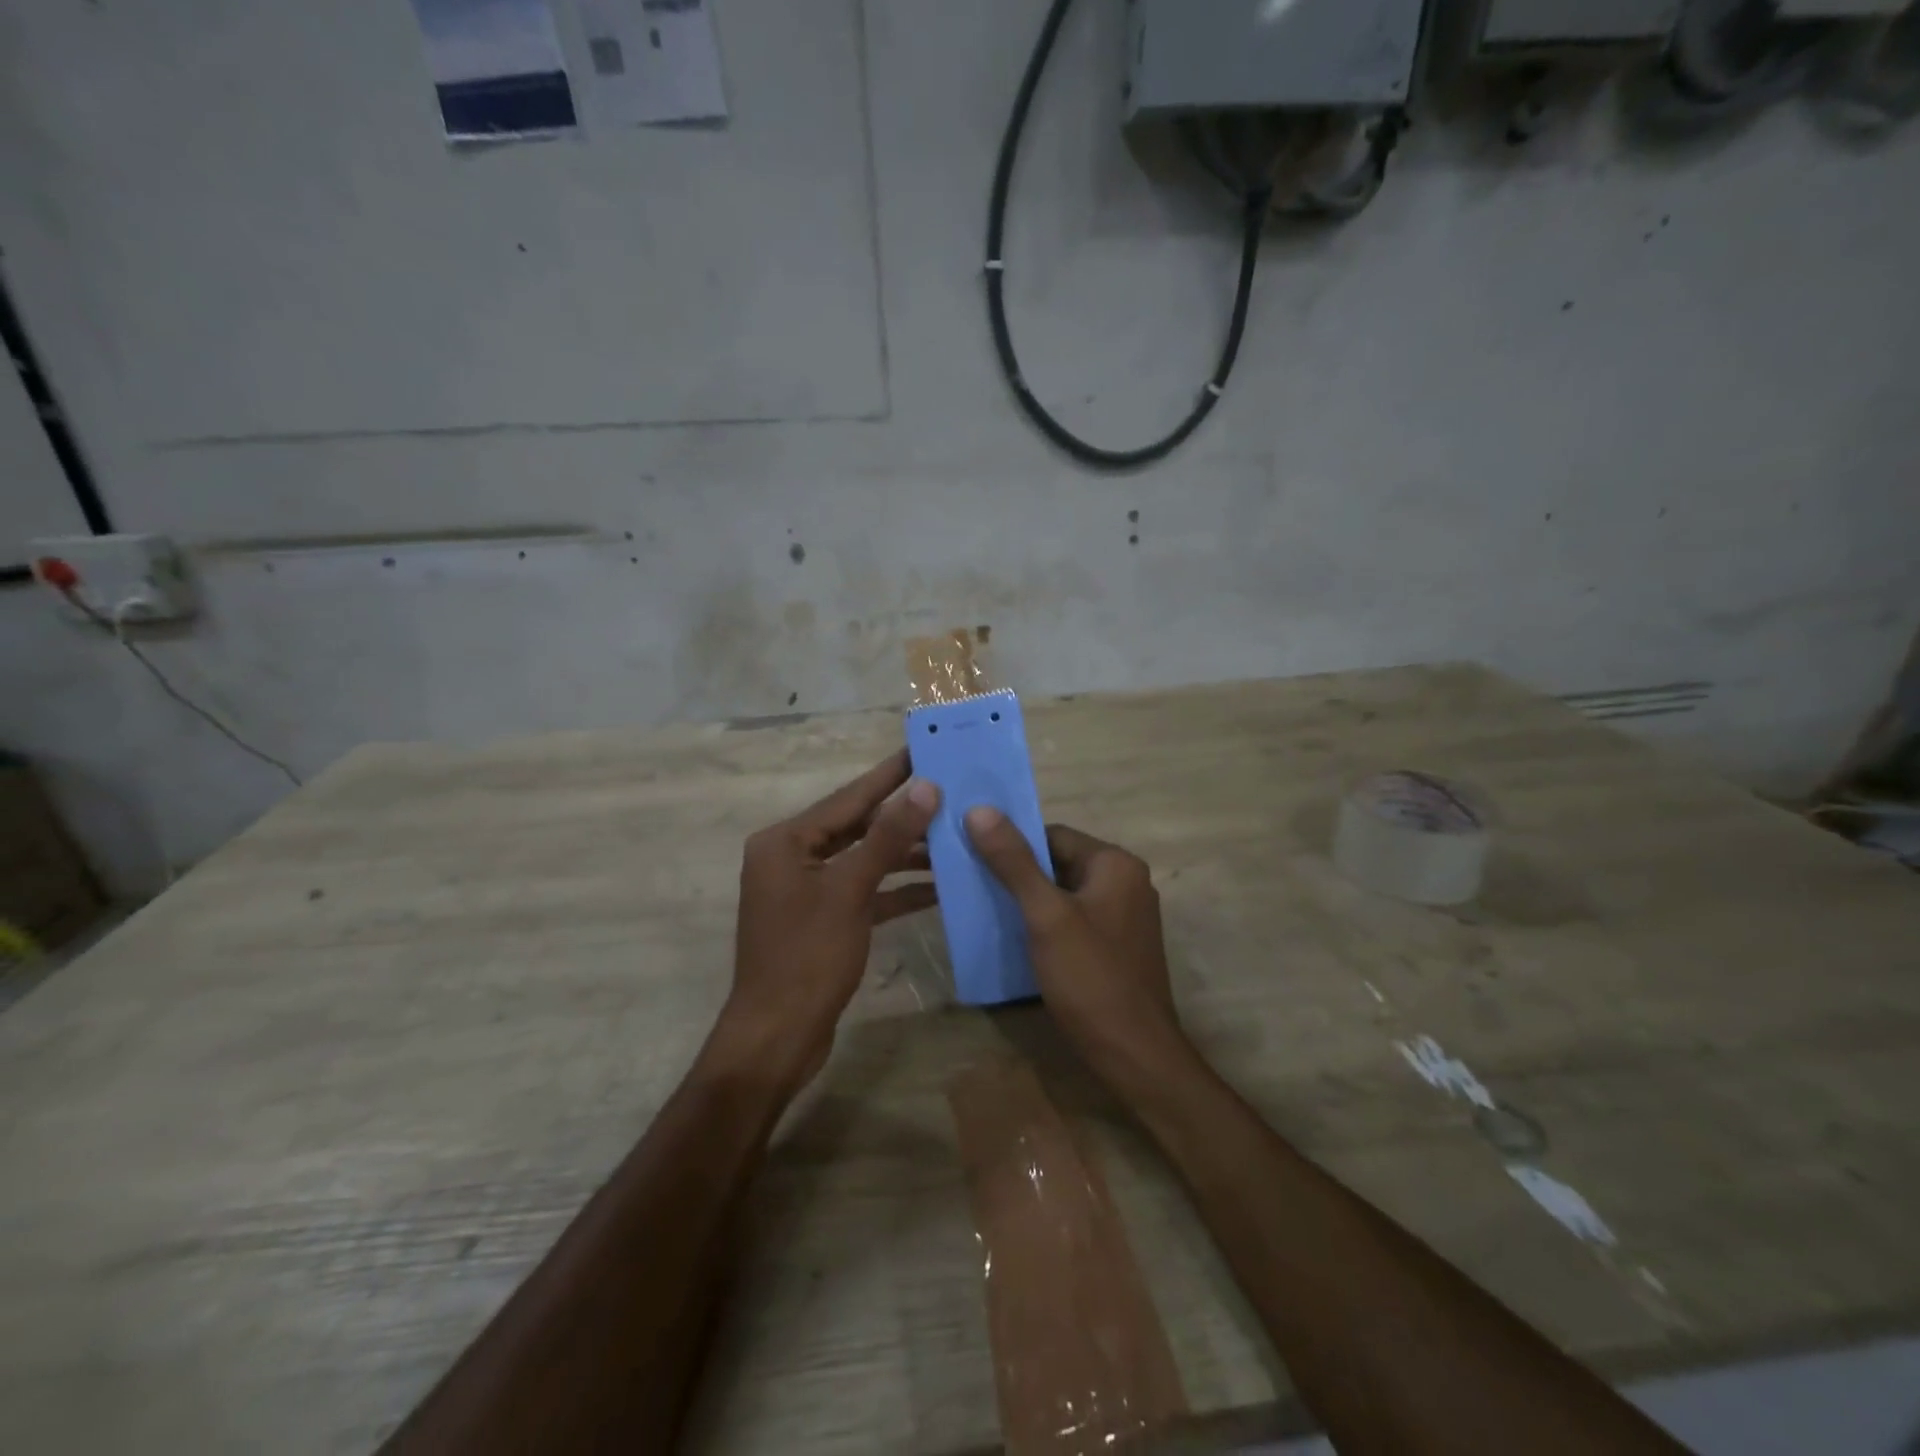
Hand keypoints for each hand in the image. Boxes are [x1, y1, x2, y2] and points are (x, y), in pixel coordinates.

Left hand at [715, 750, 940, 1094]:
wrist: (777, 1037)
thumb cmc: (808, 957)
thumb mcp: (851, 891)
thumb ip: (888, 837)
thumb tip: (925, 787)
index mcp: (785, 842)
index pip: (847, 798)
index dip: (888, 775)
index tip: (920, 749)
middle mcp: (791, 859)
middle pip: (855, 826)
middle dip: (902, 815)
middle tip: (948, 790)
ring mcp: (806, 891)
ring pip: (863, 860)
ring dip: (904, 855)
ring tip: (953, 838)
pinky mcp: (822, 919)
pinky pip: (863, 892)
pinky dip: (895, 890)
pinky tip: (938, 887)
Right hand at [964, 811, 1186, 1083]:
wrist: (1135, 1056)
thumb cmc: (1091, 978)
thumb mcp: (1046, 916)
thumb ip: (1014, 861)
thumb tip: (979, 809)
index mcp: (1115, 864)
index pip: (1053, 834)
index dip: (1013, 843)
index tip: (973, 856)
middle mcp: (1126, 881)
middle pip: (1059, 862)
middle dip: (1017, 873)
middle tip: (973, 884)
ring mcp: (1124, 916)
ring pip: (1064, 893)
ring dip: (1029, 900)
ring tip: (986, 910)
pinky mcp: (1117, 946)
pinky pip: (1074, 920)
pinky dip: (1046, 923)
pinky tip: (1017, 940)